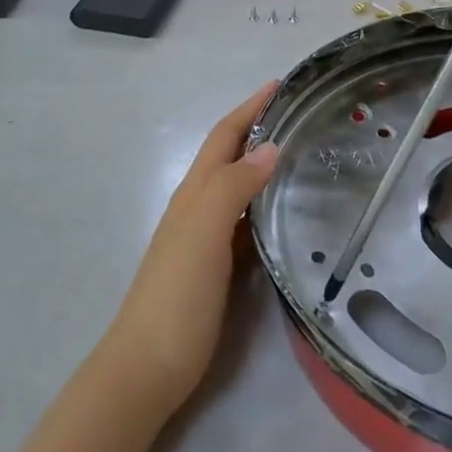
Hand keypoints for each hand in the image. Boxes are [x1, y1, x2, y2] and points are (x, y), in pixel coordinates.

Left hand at [101, 84, 279, 411]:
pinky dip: (264, 204)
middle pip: (229, 156)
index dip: (249, 108)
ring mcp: (205, 239)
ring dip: (263, 163)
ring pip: (238, 187)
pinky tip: (286, 212)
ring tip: (302, 153)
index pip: (224, 137)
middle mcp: (198, 207)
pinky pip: (245, 221)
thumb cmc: (176, 295)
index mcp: (194, 193)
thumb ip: (233, 187)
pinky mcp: (216, 267)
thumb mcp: (203, 233)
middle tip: (300, 115)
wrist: (149, 367)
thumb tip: (271, 147)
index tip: (280, 84)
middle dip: (258, 129)